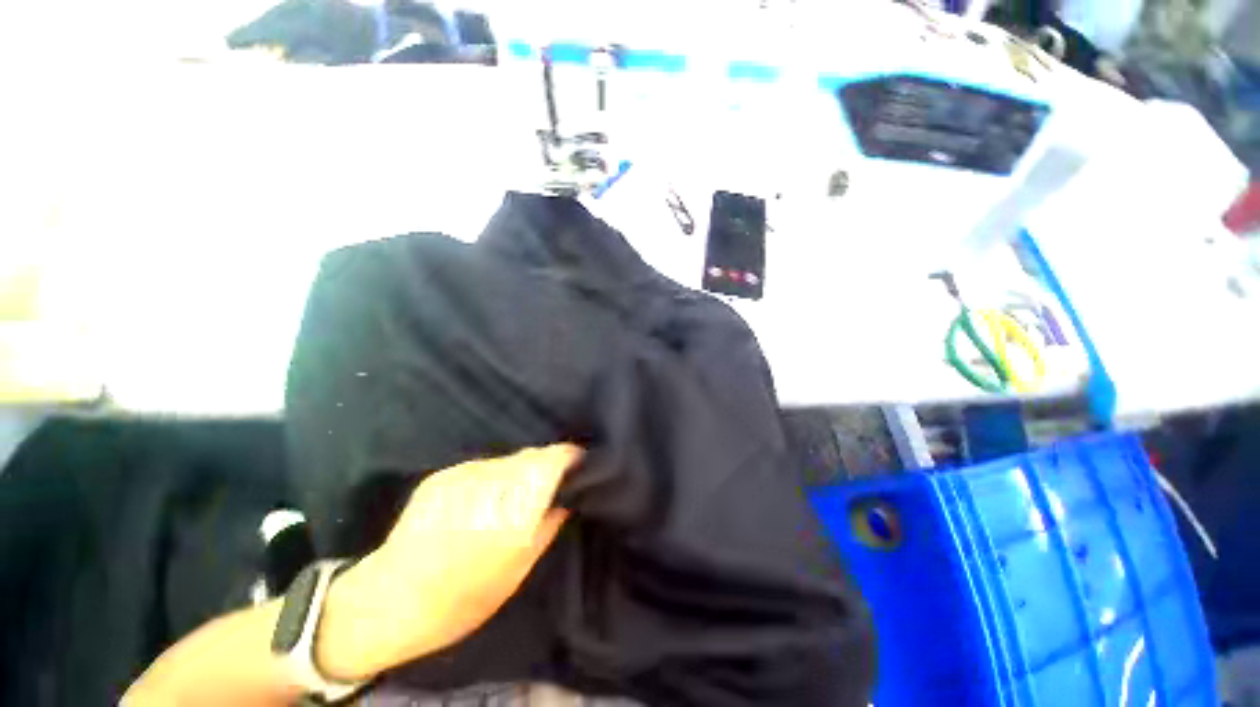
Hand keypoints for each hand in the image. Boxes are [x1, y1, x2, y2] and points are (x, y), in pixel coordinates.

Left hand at [316, 444, 581, 681]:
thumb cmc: (462, 598)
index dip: (571, 457)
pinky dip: (495, 477)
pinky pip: (483, 467)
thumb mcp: (517, 569)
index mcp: (512, 508)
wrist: (387, 603)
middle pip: (532, 455)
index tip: (581, 464)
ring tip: (517, 496)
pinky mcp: (442, 475)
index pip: (552, 459)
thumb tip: (567, 498)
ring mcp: (462, 475)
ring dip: (520, 471)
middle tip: (552, 485)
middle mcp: (489, 482)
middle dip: (547, 465)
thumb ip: (547, 525)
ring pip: (508, 460)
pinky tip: (486, 500)